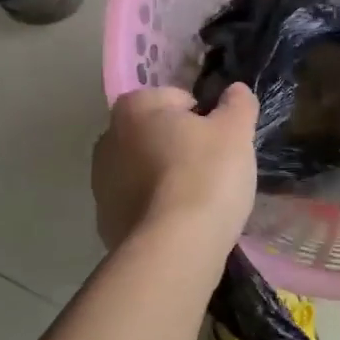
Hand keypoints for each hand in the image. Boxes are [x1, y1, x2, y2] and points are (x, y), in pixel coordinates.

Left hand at [92, 84, 257, 253]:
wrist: (173, 249)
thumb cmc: (205, 176)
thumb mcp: (236, 131)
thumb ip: (238, 104)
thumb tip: (236, 90)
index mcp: (134, 107)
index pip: (178, 99)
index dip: (204, 118)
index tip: (219, 143)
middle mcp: (108, 138)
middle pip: (158, 134)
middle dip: (181, 147)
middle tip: (213, 170)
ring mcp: (101, 183)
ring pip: (146, 170)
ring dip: (168, 179)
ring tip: (199, 202)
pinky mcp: (105, 221)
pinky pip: (140, 204)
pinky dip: (158, 209)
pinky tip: (181, 225)